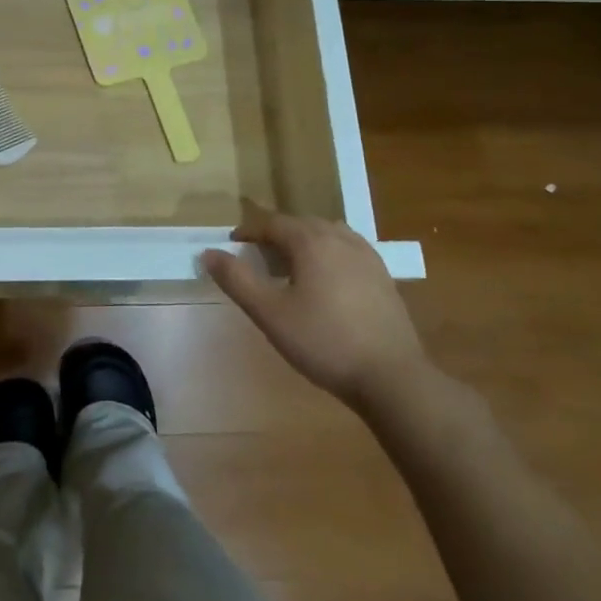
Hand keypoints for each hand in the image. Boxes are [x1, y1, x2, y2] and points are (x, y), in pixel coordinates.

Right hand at [201, 207, 430, 413]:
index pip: (272, 223)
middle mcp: (340, 238)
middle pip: (300, 224)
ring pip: (327, 234)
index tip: (232, 246)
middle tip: (257, 258)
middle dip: (275, 235)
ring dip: (304, 242)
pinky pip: (347, 250)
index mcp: (311, 241)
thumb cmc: (324, 342)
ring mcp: (366, 255)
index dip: (248, 232)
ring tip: (291, 266)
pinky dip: (328, 254)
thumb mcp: (270, 313)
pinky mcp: (383, 276)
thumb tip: (209, 253)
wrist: (392, 377)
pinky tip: (326, 281)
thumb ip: (237, 280)